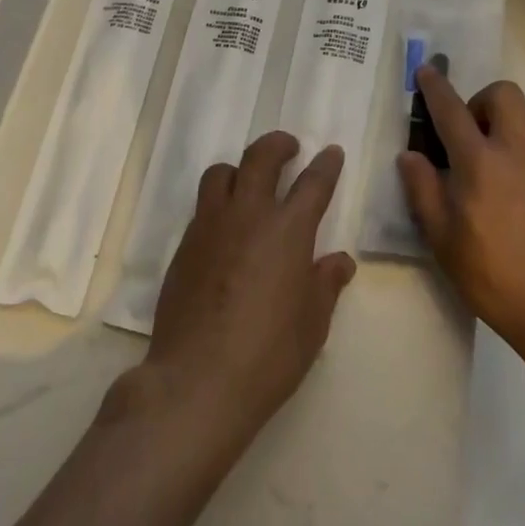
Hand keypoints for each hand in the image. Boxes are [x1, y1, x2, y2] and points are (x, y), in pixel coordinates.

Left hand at [139, 132, 355, 455]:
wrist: (197, 380)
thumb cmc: (269, 355)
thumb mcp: (313, 324)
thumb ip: (326, 284)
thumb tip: (340, 261)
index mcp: (288, 230)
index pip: (313, 183)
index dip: (326, 164)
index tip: (331, 152)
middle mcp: (248, 216)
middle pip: (260, 158)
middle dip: (278, 145)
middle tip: (289, 147)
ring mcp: (210, 227)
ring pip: (222, 174)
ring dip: (240, 169)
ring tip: (249, 182)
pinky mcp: (184, 246)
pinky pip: (202, 208)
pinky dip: (219, 204)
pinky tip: (226, 229)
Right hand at [398, 68, 524, 363]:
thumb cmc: (495, 276)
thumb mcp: (443, 240)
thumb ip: (423, 190)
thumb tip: (410, 155)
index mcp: (478, 162)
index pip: (450, 109)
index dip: (435, 87)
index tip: (427, 71)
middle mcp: (518, 147)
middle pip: (503, 93)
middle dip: (484, 101)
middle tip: (478, 132)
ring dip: (519, 119)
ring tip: (513, 149)